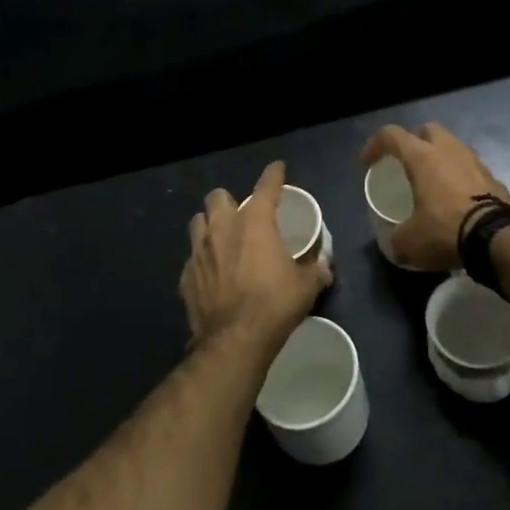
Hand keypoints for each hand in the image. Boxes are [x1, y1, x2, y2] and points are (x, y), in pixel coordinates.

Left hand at [181, 161, 329, 349]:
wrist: (234, 340)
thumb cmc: (274, 305)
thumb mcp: (306, 287)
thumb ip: (315, 270)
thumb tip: (324, 266)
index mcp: (255, 222)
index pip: (266, 186)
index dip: (273, 175)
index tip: (277, 169)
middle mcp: (222, 228)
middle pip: (217, 196)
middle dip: (229, 201)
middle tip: (242, 215)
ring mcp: (199, 251)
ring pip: (197, 222)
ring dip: (209, 226)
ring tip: (222, 240)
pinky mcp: (186, 276)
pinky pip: (192, 258)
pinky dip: (203, 261)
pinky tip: (212, 275)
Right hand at [358, 122, 509, 270]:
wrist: (498, 239)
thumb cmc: (445, 229)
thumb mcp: (410, 241)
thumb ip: (397, 238)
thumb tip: (396, 243)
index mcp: (422, 157)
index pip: (391, 135)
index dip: (375, 145)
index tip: (367, 163)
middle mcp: (449, 150)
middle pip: (427, 130)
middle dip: (414, 141)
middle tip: (406, 163)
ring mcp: (474, 162)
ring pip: (452, 147)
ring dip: (440, 159)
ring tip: (432, 183)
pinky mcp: (493, 178)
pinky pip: (470, 169)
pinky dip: (459, 178)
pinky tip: (456, 200)